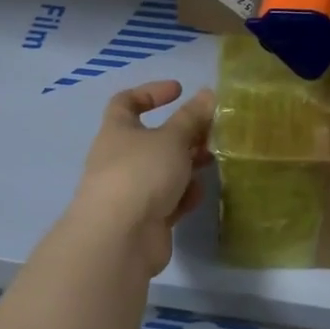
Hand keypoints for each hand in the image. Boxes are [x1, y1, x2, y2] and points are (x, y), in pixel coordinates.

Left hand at [70, 80, 215, 275]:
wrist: (120, 238)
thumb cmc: (141, 174)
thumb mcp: (172, 139)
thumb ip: (191, 117)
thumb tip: (207, 94)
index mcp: (117, 131)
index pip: (126, 102)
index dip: (151, 92)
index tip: (179, 90)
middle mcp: (120, 158)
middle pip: (152, 139)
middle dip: (182, 134)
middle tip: (209, 132)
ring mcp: (130, 190)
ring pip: (163, 170)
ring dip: (186, 165)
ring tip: (212, 161)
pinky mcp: (144, 219)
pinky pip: (168, 200)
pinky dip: (182, 196)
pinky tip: (197, 196)